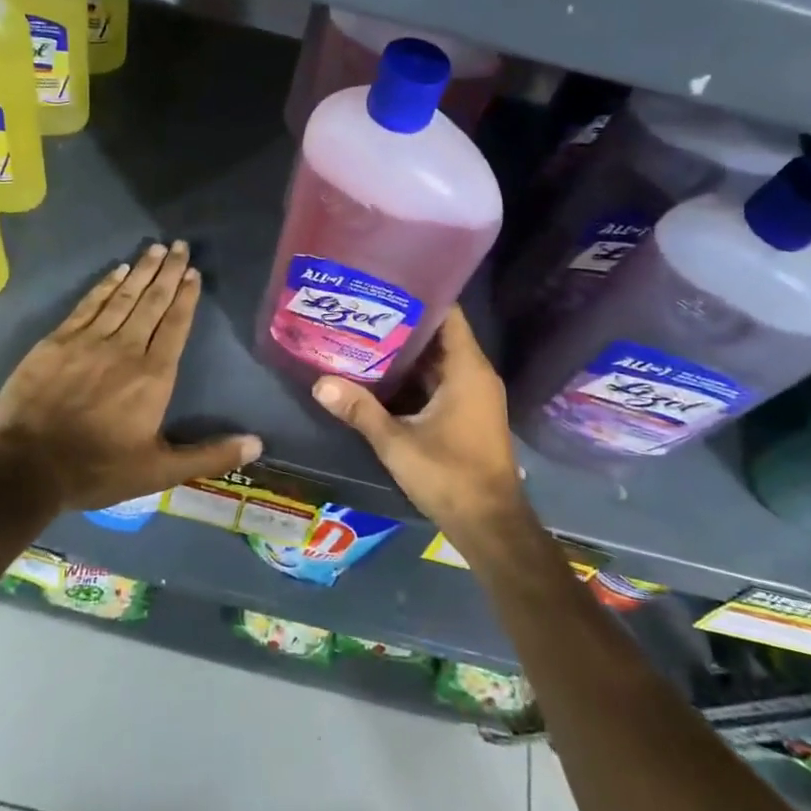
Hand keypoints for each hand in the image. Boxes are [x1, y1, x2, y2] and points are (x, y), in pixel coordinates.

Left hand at [0, 241, 261, 510]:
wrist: (26, 467)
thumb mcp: (159, 472)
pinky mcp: (57, 341)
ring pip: (123, 297)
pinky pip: (88, 304)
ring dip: (141, 271)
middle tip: (180, 245)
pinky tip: (116, 270)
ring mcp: (89, 341)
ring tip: (156, 248)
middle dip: (168, 272)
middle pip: (152, 302)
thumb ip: (208, 455)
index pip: (175, 325)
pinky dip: (105, 285)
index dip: (186, 297)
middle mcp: (126, 348)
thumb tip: (257, 445)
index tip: (193, 273)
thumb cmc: (97, 469)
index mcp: (153, 376)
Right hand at [310, 307, 530, 558]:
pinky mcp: (467, 412)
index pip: (447, 313)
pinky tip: (379, 374)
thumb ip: (360, 410)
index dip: (418, 296)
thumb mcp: (397, 442)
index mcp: (467, 368)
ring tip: (363, 333)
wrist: (490, 525)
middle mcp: (475, 373)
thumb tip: (320, 383)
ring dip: (405, 351)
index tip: (383, 285)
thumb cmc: (450, 476)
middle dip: (402, 323)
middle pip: (438, 335)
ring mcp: (473, 394)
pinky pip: (439, 380)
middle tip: (361, 309)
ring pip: (437, 360)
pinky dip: (414, 375)